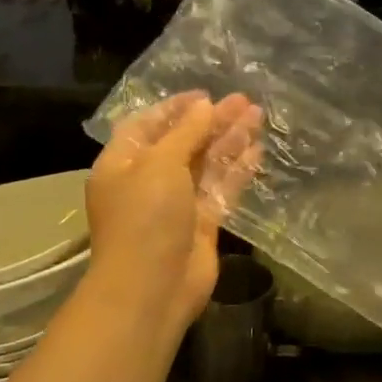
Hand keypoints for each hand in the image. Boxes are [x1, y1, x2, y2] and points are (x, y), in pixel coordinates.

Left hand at [86, 91, 260, 337]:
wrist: (153, 287)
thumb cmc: (145, 218)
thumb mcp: (160, 164)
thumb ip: (186, 133)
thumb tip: (206, 106)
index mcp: (123, 163)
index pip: (148, 125)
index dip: (177, 108)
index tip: (207, 94)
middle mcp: (148, 180)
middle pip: (183, 142)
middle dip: (212, 121)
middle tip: (244, 101)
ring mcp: (176, 203)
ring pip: (206, 164)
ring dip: (230, 141)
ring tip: (258, 116)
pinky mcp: (202, 223)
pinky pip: (221, 189)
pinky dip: (237, 170)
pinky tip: (257, 150)